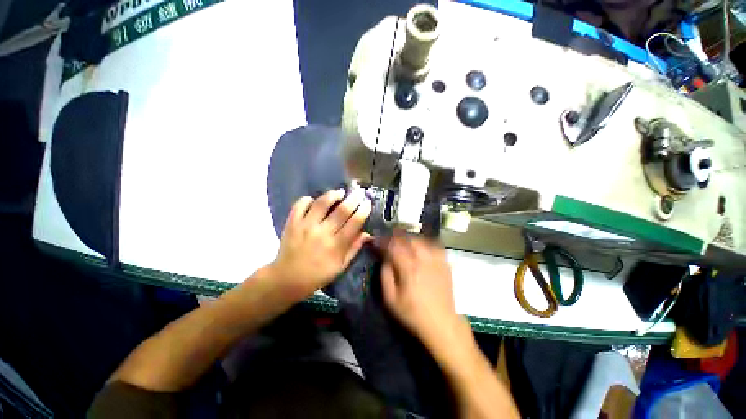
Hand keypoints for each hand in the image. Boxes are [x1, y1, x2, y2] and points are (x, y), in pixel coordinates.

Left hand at [272, 189, 371, 299]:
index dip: (363, 210)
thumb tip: (368, 234)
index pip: (354, 223)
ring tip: (340, 192)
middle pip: (341, 210)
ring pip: (322, 203)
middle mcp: (322, 233)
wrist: (288, 278)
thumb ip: (355, 248)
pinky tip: (315, 201)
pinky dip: (308, 199)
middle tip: (359, 192)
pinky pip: (301, 204)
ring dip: (333, 195)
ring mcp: (306, 226)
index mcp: (336, 245)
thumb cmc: (319, 274)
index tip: (367, 202)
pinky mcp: (292, 223)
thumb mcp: (341, 266)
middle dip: (353, 198)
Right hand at [379, 234, 458, 345]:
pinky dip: (425, 242)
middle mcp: (423, 259)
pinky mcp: (445, 263)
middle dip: (396, 236)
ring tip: (403, 241)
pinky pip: (434, 245)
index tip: (377, 240)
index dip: (384, 241)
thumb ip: (385, 275)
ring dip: (410, 237)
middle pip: (408, 239)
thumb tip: (385, 258)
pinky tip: (421, 246)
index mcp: (408, 268)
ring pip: (421, 240)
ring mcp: (436, 260)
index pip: (393, 246)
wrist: (441, 323)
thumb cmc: (413, 313)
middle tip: (389, 238)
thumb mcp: (391, 299)